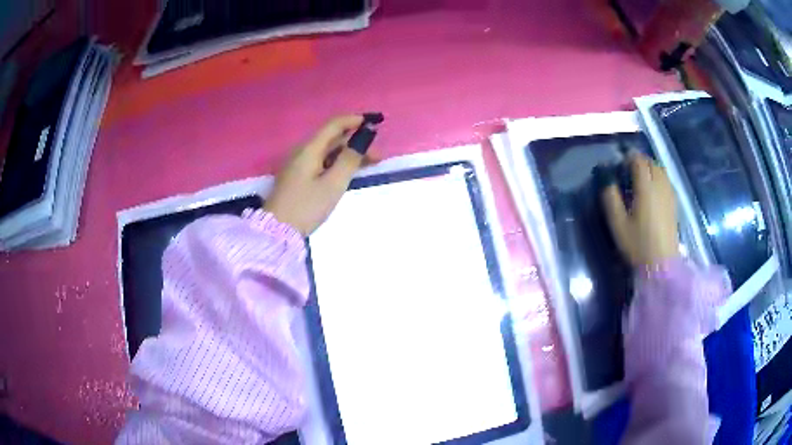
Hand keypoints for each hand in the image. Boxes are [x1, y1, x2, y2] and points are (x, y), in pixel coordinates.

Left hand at [264, 115, 370, 234]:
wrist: (277, 231)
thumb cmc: (307, 206)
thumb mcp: (333, 184)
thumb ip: (350, 159)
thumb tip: (364, 137)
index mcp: (309, 148)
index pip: (334, 124)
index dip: (355, 121)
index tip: (376, 123)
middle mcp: (302, 151)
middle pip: (332, 139)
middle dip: (356, 143)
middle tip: (378, 157)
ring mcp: (298, 164)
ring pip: (328, 151)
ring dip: (348, 154)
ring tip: (369, 165)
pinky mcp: (298, 177)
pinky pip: (321, 162)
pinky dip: (337, 163)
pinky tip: (349, 172)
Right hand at [601, 153, 678, 266]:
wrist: (662, 264)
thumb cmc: (638, 244)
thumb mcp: (618, 223)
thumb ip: (610, 197)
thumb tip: (605, 177)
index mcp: (646, 187)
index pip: (638, 160)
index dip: (627, 158)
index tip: (618, 166)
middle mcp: (660, 184)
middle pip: (650, 162)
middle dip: (638, 161)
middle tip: (627, 172)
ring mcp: (669, 193)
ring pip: (660, 169)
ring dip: (649, 168)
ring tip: (639, 180)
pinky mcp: (673, 202)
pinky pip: (665, 180)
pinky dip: (657, 177)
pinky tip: (652, 191)